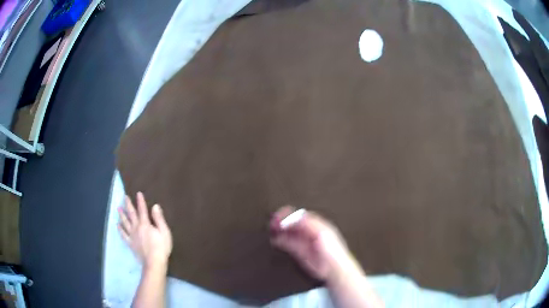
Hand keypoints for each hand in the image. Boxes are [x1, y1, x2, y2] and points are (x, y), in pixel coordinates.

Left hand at [118, 192, 172, 269]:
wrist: (154, 262)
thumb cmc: (161, 247)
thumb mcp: (164, 232)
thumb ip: (159, 219)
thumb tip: (155, 206)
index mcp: (145, 224)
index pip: (142, 210)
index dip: (140, 201)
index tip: (138, 193)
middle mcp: (136, 227)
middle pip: (131, 214)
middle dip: (128, 205)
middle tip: (124, 197)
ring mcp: (132, 236)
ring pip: (125, 223)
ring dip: (122, 215)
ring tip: (118, 208)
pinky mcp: (130, 243)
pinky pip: (123, 235)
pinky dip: (120, 229)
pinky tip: (117, 225)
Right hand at [270, 206, 362, 281]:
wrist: (333, 269)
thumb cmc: (333, 251)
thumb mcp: (322, 233)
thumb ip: (309, 224)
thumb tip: (296, 217)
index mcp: (316, 225)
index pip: (300, 216)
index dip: (290, 214)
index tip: (281, 215)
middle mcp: (308, 232)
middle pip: (292, 223)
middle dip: (282, 221)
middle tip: (273, 221)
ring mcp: (303, 241)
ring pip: (288, 232)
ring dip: (279, 230)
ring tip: (272, 229)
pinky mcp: (298, 251)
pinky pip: (287, 244)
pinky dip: (280, 241)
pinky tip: (275, 240)